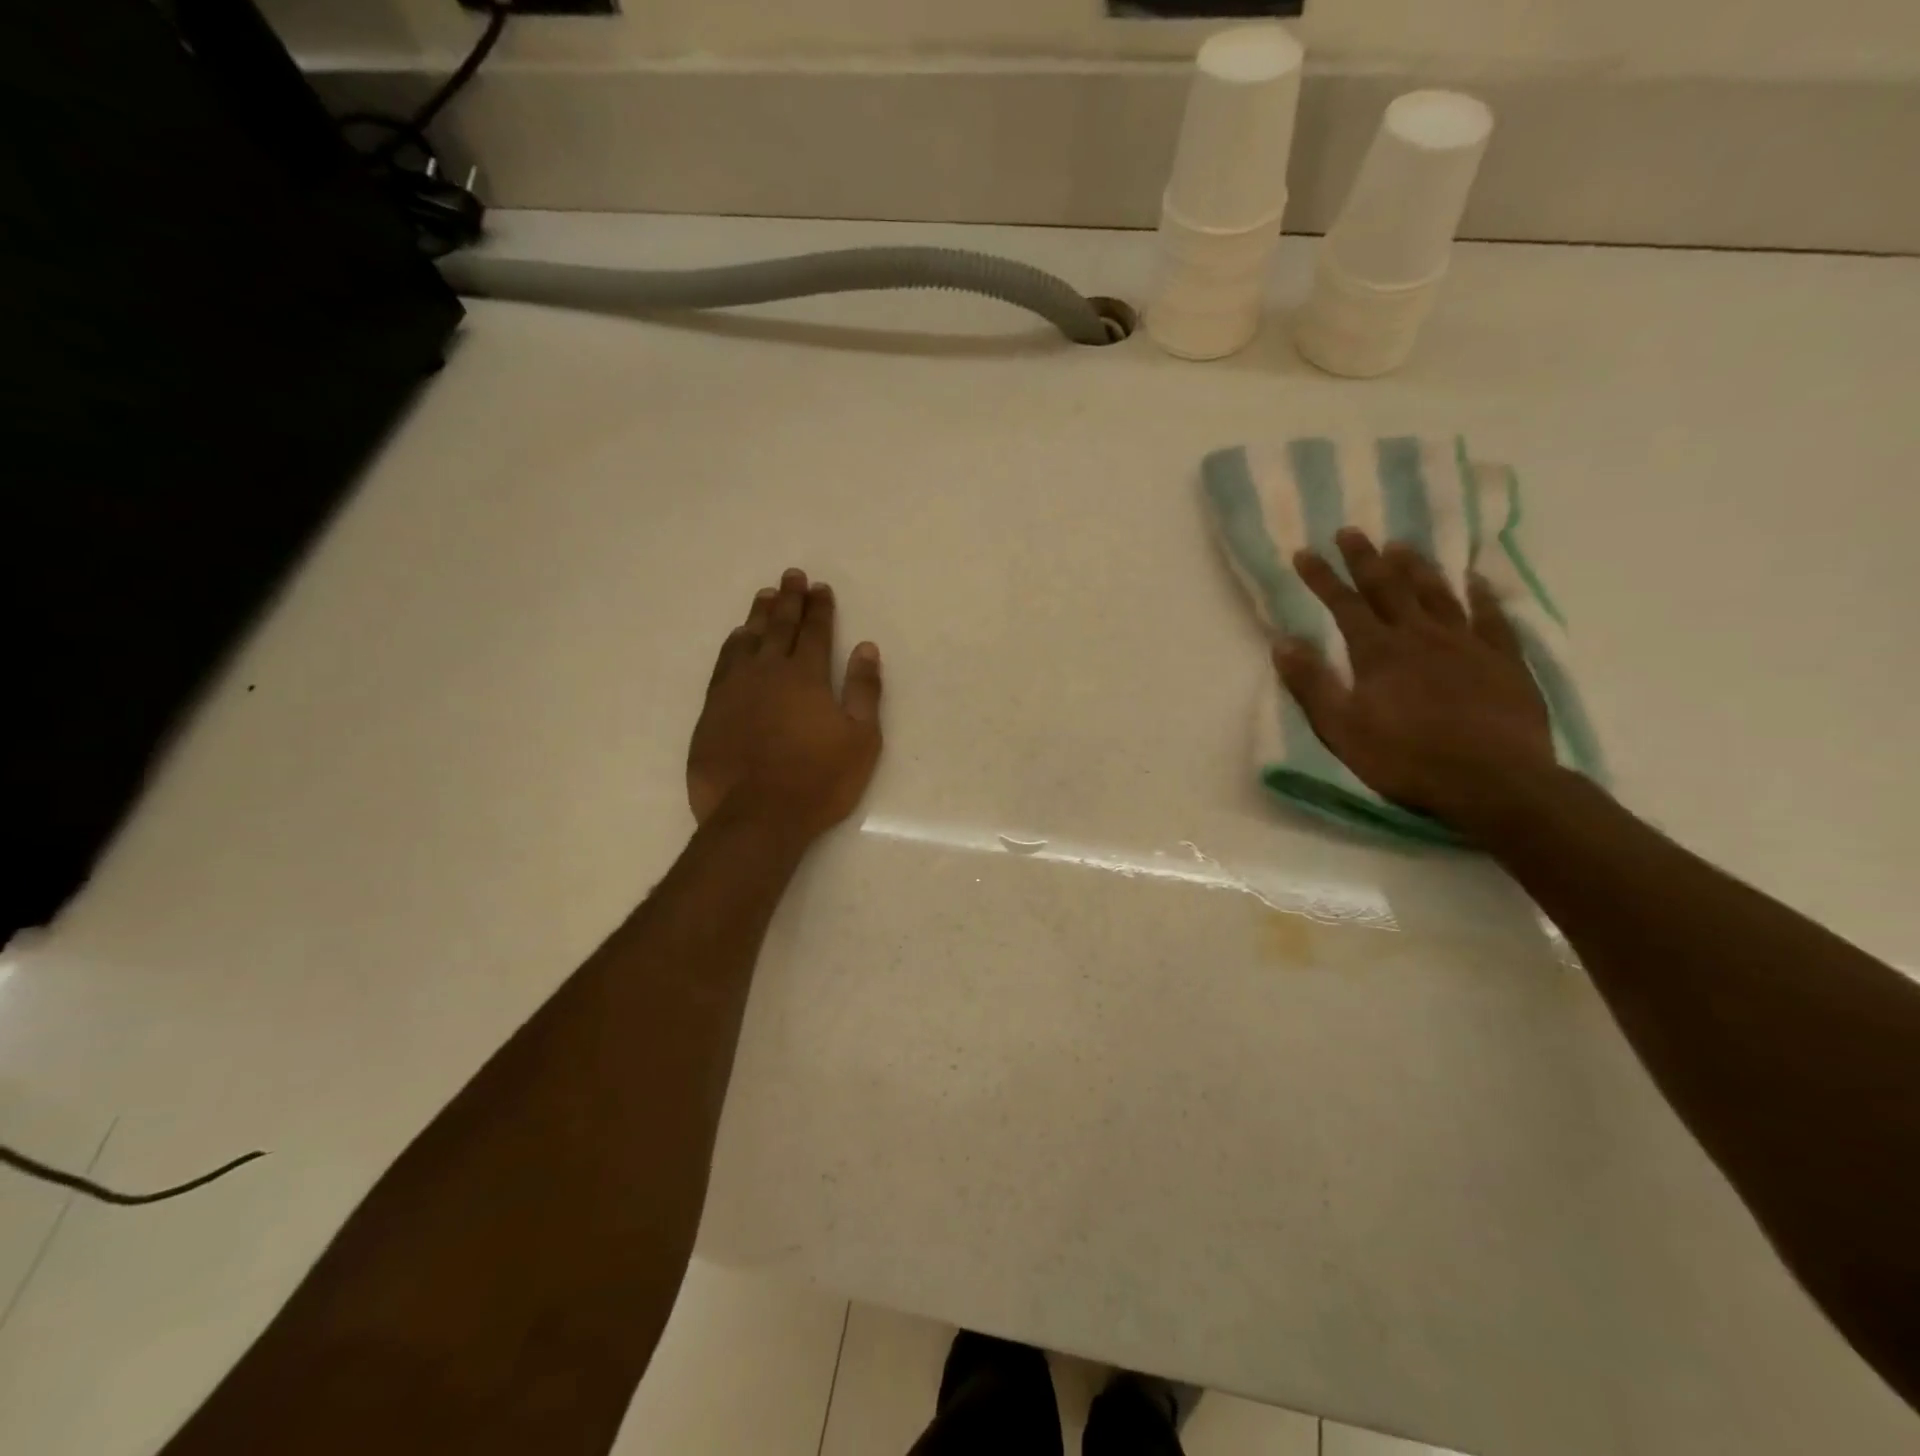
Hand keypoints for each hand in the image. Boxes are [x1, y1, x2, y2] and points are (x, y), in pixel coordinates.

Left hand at [688, 569, 883, 844]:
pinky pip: (723, 664)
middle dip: (789, 599)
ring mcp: (734, 689)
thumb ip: (863, 690)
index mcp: (805, 676)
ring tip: (764, 597)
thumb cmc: (818, 780)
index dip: (819, 608)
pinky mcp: (712, 710)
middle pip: (779, 626)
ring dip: (758, 616)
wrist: (755, 816)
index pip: (815, 632)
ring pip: (747, 640)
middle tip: (791, 576)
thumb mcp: (860, 739)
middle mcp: (767, 672)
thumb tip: (866, 648)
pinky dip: (733, 645)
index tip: (820, 587)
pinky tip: (736, 640)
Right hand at [1272, 529, 1554, 829]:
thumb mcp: (1342, 728)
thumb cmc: (1407, 758)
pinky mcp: (1504, 660)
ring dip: (1416, 567)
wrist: (1494, 782)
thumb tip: (1283, 642)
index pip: (1343, 605)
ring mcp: (1467, 644)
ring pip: (1438, 593)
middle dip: (1365, 558)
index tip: (1304, 552)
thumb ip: (1312, 684)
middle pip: (1389, 587)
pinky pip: (1491, 616)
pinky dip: (1481, 594)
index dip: (1322, 578)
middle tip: (1351, 531)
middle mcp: (1421, 636)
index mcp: (1378, 653)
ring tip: (1401, 544)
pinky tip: (1475, 579)